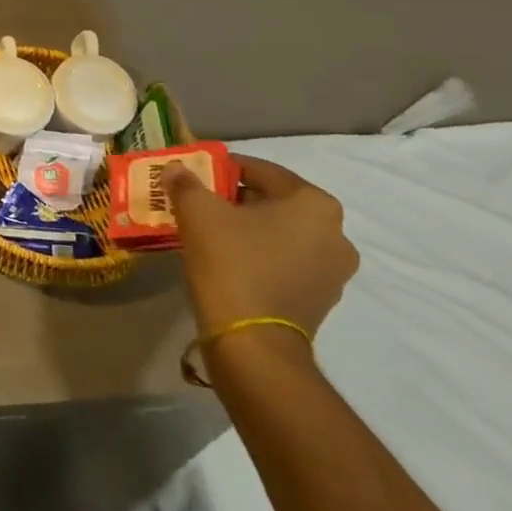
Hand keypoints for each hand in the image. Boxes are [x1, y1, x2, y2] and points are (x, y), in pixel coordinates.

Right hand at [166, 155, 358, 340]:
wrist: (252, 342)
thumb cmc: (231, 261)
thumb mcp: (197, 211)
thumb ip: (185, 183)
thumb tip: (176, 169)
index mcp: (314, 204)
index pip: (262, 170)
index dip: (224, 168)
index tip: (197, 174)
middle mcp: (335, 234)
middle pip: (275, 202)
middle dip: (237, 198)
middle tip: (200, 200)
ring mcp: (333, 272)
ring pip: (281, 233)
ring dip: (249, 228)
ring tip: (210, 230)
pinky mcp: (320, 300)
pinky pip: (285, 261)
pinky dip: (259, 254)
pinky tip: (227, 258)